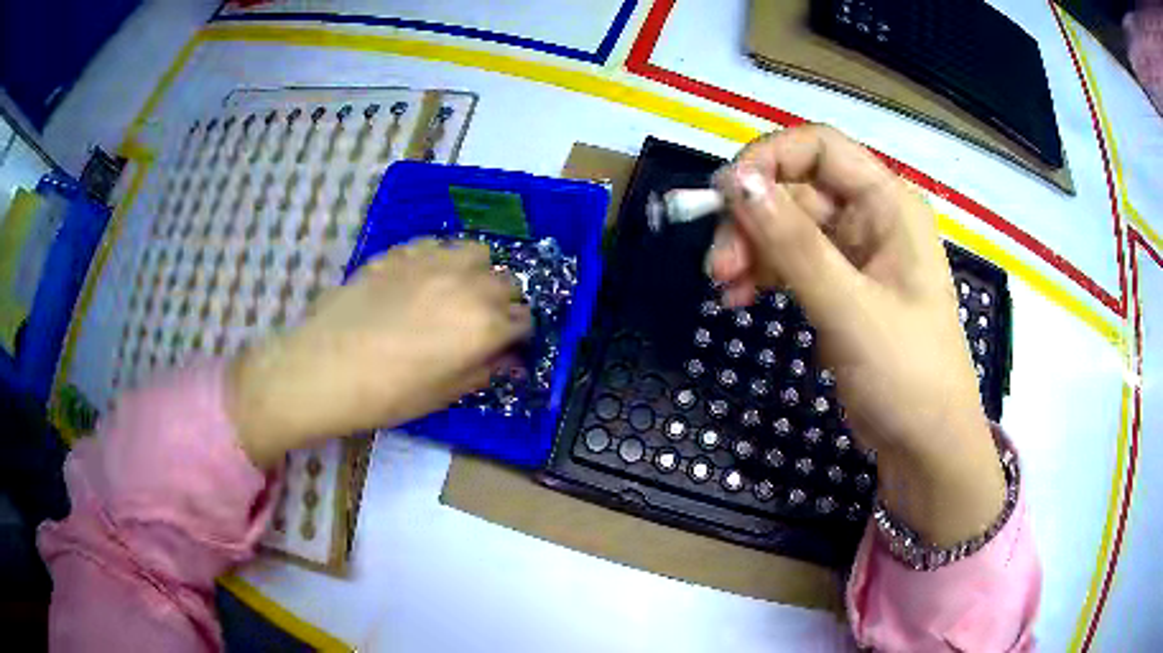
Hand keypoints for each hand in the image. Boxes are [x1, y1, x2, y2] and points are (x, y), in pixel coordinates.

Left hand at [227, 238, 531, 467]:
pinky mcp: (403, 251)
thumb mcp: (444, 394)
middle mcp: (469, 284)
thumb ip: (483, 371)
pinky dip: (443, 259)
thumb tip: (506, 359)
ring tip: (460, 291)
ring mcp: (434, 261)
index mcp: (485, 325)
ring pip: (478, 252)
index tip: (506, 346)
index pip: (523, 320)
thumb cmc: (388, 394)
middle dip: (503, 302)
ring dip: (479, 272)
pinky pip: (439, 245)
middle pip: (507, 282)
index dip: (517, 335)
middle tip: (483, 322)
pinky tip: (425, 279)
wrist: (325, 368)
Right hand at [709, 125, 1004, 545]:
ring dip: (751, 250)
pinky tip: (740, 299)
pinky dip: (764, 276)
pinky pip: (793, 264)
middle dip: (751, 220)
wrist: (926, 446)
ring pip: (789, 228)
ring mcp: (856, 254)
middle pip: (796, 190)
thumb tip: (737, 181)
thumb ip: (794, 245)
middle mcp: (872, 218)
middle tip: (716, 267)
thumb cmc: (906, 374)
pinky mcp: (842, 289)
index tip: (723, 196)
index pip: (820, 148)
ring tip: (723, 289)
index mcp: (889, 204)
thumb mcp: (850, 309)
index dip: (768, 160)